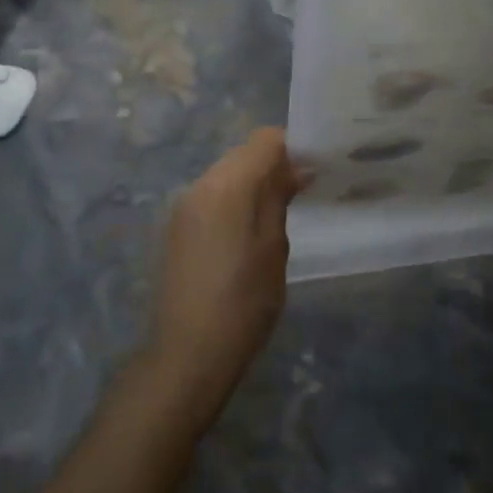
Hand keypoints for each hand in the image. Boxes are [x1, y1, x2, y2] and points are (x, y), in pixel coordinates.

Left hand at [145, 128, 305, 432]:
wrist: (188, 352)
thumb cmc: (243, 301)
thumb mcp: (274, 248)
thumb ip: (279, 198)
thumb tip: (295, 168)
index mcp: (227, 184)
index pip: (264, 139)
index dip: (292, 146)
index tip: (315, 167)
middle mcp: (201, 183)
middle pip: (243, 153)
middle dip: (273, 163)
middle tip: (303, 190)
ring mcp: (185, 204)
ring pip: (227, 172)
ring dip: (253, 181)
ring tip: (280, 211)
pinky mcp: (178, 225)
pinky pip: (212, 194)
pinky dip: (235, 198)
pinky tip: (250, 229)